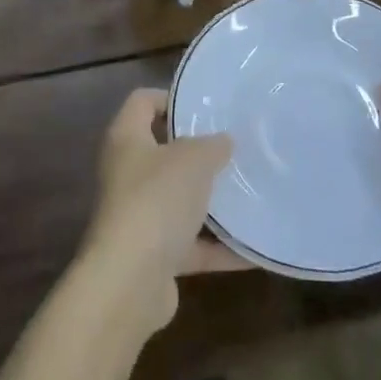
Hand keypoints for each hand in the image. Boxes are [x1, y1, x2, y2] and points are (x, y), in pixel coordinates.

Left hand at [77, 90, 239, 338]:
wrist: (129, 282)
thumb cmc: (157, 200)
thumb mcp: (194, 160)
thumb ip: (212, 145)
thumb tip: (223, 142)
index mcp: (127, 139)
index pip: (142, 102)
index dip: (171, 98)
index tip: (205, 107)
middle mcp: (127, 174)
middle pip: (163, 152)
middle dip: (198, 152)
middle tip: (235, 147)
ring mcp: (138, 216)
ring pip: (178, 200)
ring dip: (210, 201)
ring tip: (249, 191)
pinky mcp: (153, 256)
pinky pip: (191, 245)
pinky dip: (219, 248)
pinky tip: (253, 248)